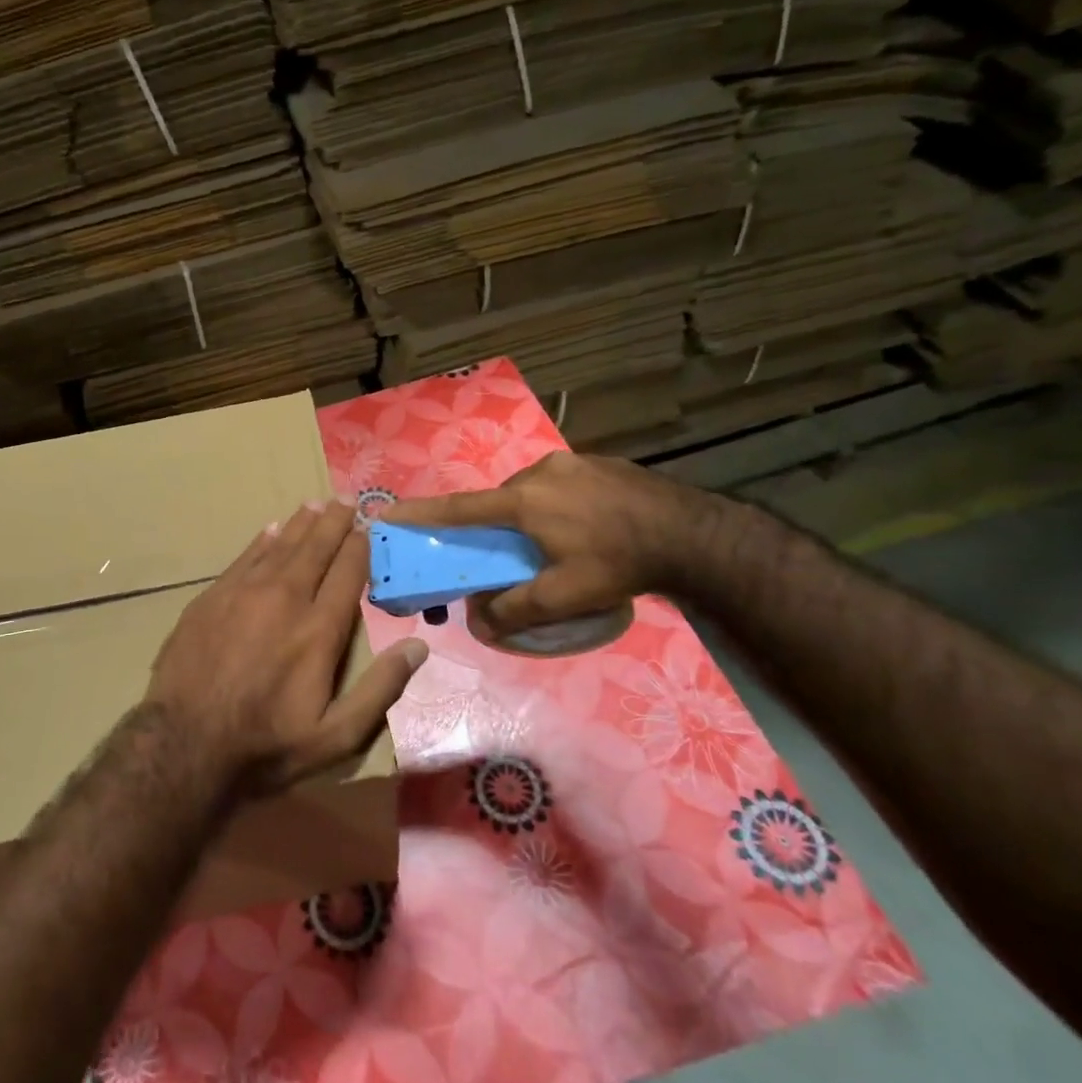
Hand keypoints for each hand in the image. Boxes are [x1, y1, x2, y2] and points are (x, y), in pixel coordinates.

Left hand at [147, 500, 427, 793]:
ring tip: (315, 503)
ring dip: (300, 523)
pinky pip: (244, 558)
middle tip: (347, 498)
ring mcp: (243, 594)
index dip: (361, 545)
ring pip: (279, 546)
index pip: (348, 572)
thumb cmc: (266, 745)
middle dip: (334, 522)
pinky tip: (270, 530)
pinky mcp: (211, 598)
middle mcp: (284, 598)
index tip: (371, 524)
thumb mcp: (336, 736)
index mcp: (318, 629)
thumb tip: (418, 647)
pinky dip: (262, 541)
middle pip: (315, 548)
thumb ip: (380, 689)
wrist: (184, 745)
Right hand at [385, 452, 713, 641]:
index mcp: (524, 501)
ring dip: (528, 515)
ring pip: (531, 491)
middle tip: (509, 554)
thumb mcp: (564, 596)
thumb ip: (515, 609)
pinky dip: (556, 505)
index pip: (460, 509)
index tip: (389, 511)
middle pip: (500, 501)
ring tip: (555, 544)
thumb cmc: (618, 563)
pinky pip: (560, 484)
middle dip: (495, 525)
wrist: (692, 534)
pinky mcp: (598, 462)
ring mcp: (572, 462)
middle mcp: (540, 472)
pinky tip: (584, 527)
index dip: (421, 512)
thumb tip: (478, 620)